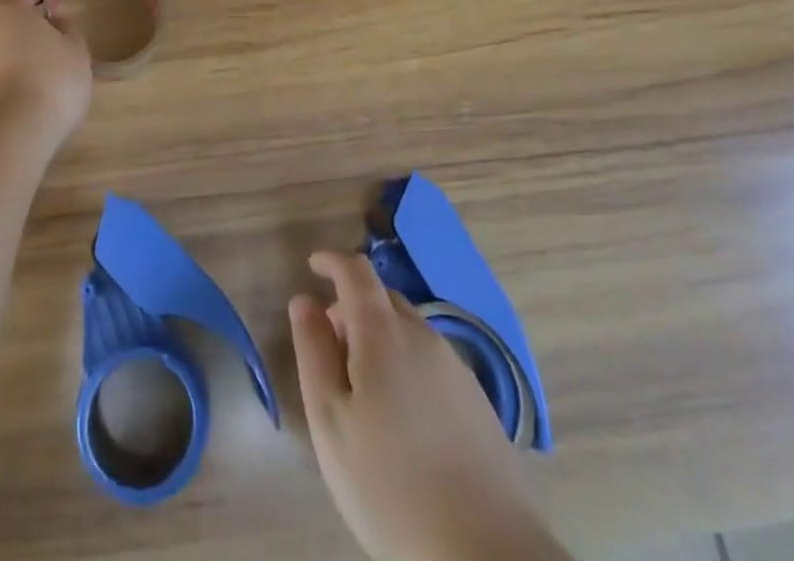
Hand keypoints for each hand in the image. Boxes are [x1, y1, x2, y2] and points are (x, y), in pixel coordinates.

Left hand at [0, 0, 92, 150]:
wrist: (6, 137)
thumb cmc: (51, 83)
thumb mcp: (77, 53)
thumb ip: (69, 29)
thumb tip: (56, 19)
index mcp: (11, 10)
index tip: (60, 7)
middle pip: (7, 19)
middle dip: (27, 28)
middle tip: (53, 48)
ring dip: (12, 57)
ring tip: (37, 81)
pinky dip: (1, 83)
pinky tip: (19, 103)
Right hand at [289, 253, 568, 560]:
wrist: (488, 556)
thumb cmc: (391, 487)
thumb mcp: (331, 421)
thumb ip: (314, 352)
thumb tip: (304, 300)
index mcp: (384, 333)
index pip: (357, 272)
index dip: (332, 262)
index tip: (313, 266)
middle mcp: (424, 337)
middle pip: (384, 299)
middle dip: (353, 307)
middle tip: (331, 347)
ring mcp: (457, 369)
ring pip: (410, 332)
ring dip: (381, 338)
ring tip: (364, 391)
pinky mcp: (480, 404)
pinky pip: (432, 362)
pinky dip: (407, 365)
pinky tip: (403, 418)